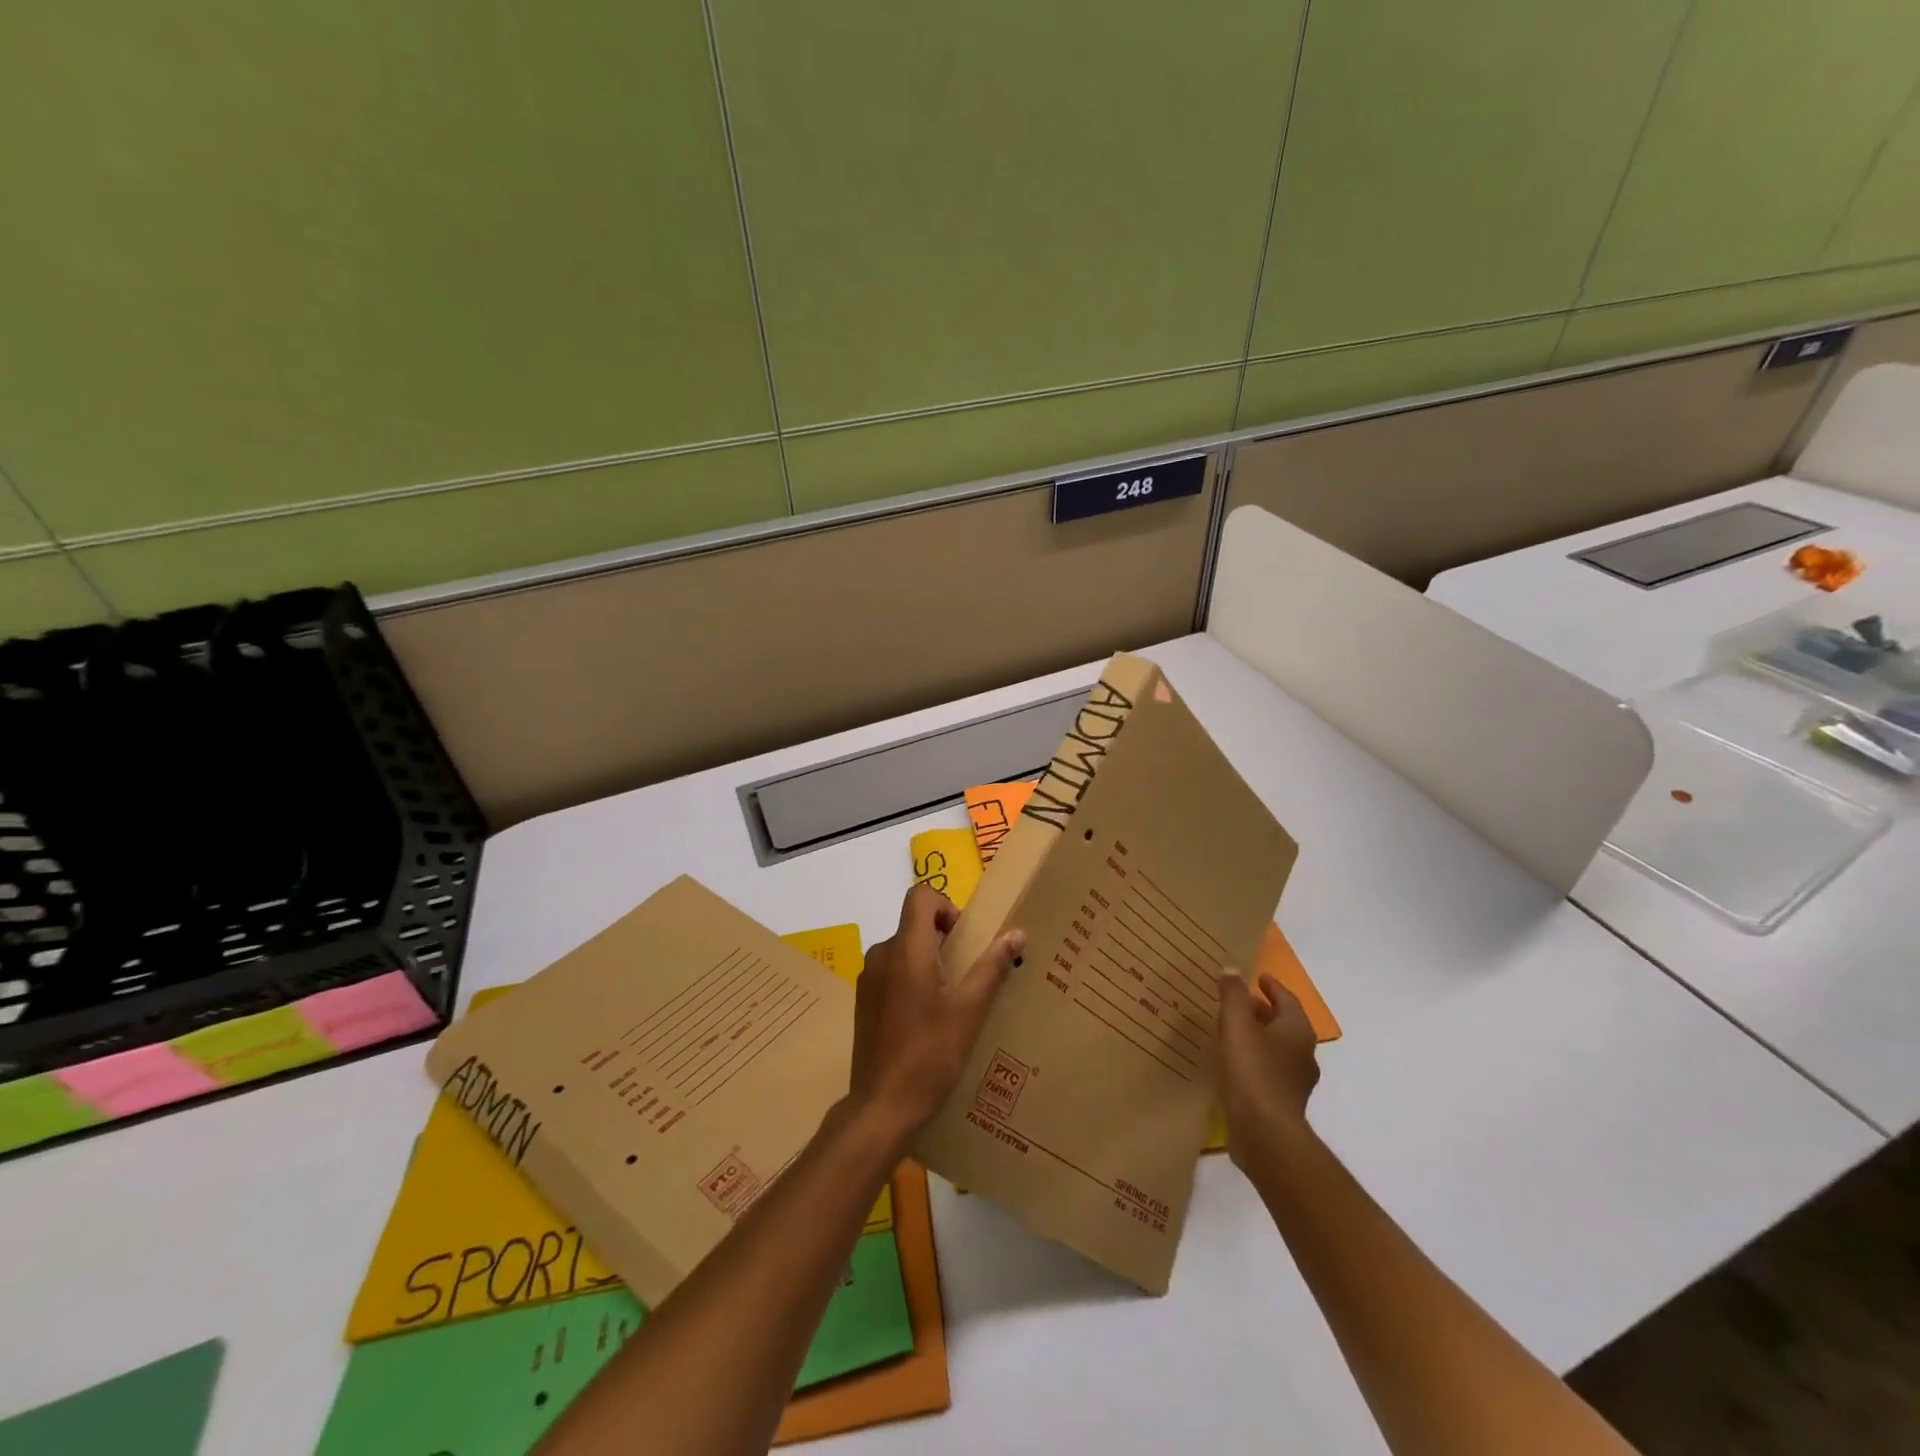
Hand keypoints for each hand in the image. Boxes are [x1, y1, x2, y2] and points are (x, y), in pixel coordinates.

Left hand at [848, 886, 1024, 1144]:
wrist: (881, 1107)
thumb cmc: (929, 1055)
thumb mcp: (969, 1012)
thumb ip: (992, 968)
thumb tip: (1016, 933)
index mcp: (905, 950)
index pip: (920, 896)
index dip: (946, 905)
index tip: (964, 937)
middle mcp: (881, 955)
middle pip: (913, 924)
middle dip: (943, 937)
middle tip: (968, 972)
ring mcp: (868, 979)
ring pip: (903, 950)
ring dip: (928, 961)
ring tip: (952, 999)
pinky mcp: (864, 1002)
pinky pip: (891, 972)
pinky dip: (912, 980)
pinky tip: (928, 1019)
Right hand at [1216, 970, 1320, 1166]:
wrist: (1265, 1133)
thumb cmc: (1253, 1070)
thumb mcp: (1237, 1024)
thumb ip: (1233, 995)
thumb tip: (1232, 969)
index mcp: (1297, 1031)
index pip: (1287, 1000)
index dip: (1272, 987)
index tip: (1258, 978)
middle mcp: (1303, 1054)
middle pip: (1283, 1024)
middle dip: (1263, 1011)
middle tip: (1239, 1002)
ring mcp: (1295, 1082)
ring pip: (1276, 1049)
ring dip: (1257, 1036)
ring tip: (1231, 1030)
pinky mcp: (1281, 1103)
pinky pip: (1267, 1071)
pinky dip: (1253, 1060)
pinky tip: (1232, 1063)